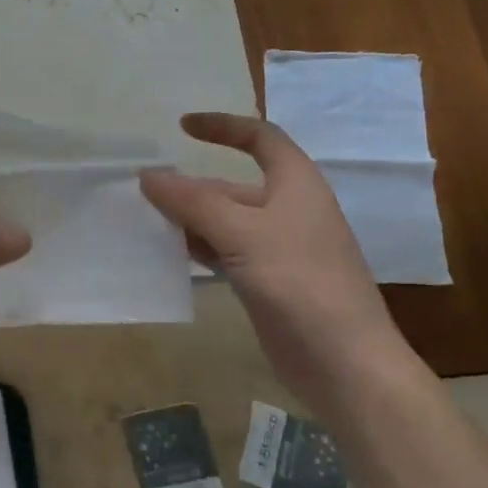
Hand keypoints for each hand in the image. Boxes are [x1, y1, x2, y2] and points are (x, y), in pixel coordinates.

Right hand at [140, 112, 405, 401]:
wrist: (344, 361)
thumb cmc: (299, 281)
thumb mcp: (241, 233)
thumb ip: (192, 202)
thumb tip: (148, 174)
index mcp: (295, 184)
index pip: (260, 138)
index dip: (223, 126)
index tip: (181, 127)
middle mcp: (288, 209)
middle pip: (232, 185)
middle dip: (190, 187)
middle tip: (143, 191)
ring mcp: (278, 248)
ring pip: (225, 221)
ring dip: (189, 219)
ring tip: (146, 221)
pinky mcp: (268, 281)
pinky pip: (226, 251)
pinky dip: (199, 248)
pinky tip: (170, 255)